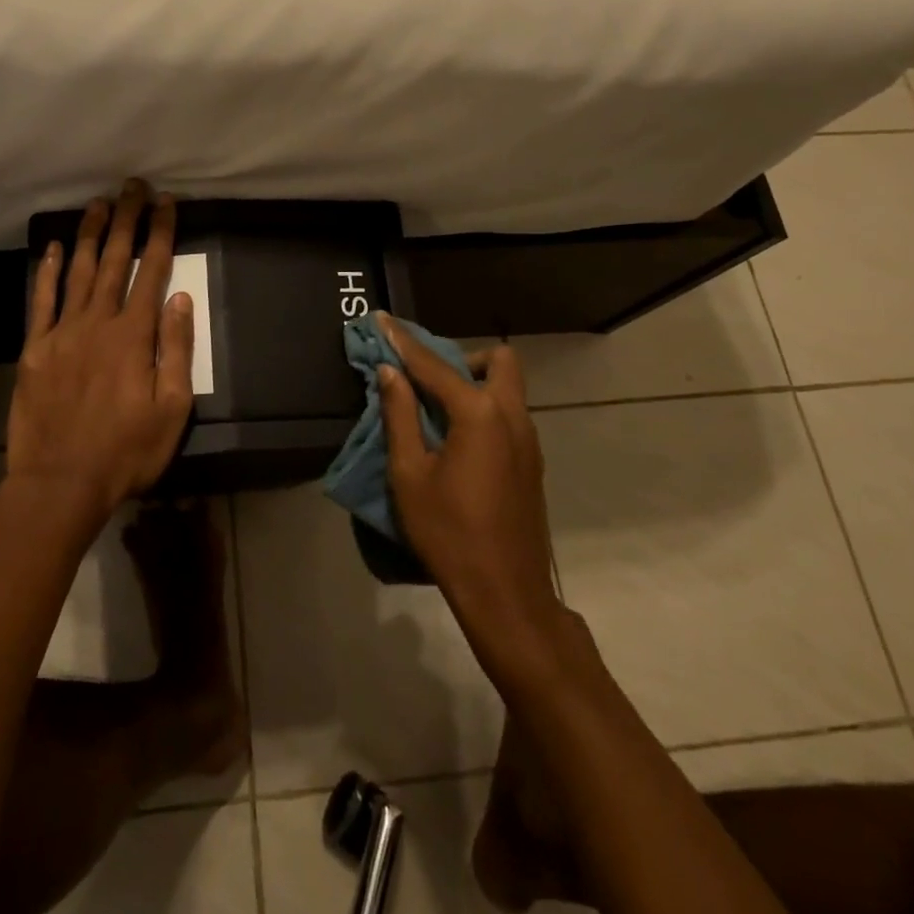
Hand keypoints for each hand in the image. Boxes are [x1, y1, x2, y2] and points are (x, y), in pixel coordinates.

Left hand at [6, 181, 195, 521]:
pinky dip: (47, 272)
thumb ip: (176, 350)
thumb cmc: (126, 451)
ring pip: (79, 271)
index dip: (161, 233)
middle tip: (133, 186)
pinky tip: (53, 248)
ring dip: (90, 234)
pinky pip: (41, 301)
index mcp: (134, 336)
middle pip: (115, 261)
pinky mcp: (34, 349)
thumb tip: (180, 298)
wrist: (60, 482)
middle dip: (127, 220)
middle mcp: (98, 323)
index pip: (152, 271)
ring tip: (99, 203)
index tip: (167, 203)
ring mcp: (62, 333)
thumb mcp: (172, 409)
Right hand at [377, 317, 559, 642]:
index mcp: (479, 414)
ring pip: (507, 388)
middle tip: (427, 380)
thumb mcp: (410, 474)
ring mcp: (528, 440)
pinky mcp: (531, 462)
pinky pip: (509, 414)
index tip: (381, 320)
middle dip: (461, 357)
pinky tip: (456, 440)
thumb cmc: (449, 532)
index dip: (404, 342)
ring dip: (474, 383)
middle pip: (497, 361)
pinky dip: (484, 408)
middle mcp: (512, 416)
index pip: (434, 365)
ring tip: (435, 410)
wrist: (506, 593)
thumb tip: (391, 374)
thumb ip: (400, 416)